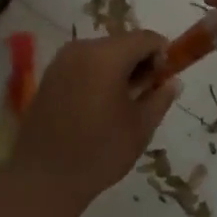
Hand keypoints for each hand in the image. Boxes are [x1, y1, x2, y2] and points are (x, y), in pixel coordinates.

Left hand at [10, 31, 178, 207]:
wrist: (43, 178)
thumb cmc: (99, 153)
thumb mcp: (140, 127)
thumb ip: (160, 98)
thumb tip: (174, 81)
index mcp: (106, 56)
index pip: (145, 38)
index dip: (162, 54)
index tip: (165, 80)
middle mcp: (81, 49)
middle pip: (122, 43)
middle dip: (139, 62)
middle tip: (146, 95)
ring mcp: (61, 61)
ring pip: (101, 53)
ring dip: (118, 69)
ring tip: (123, 104)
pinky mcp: (49, 76)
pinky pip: (83, 65)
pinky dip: (98, 76)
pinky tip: (100, 107)